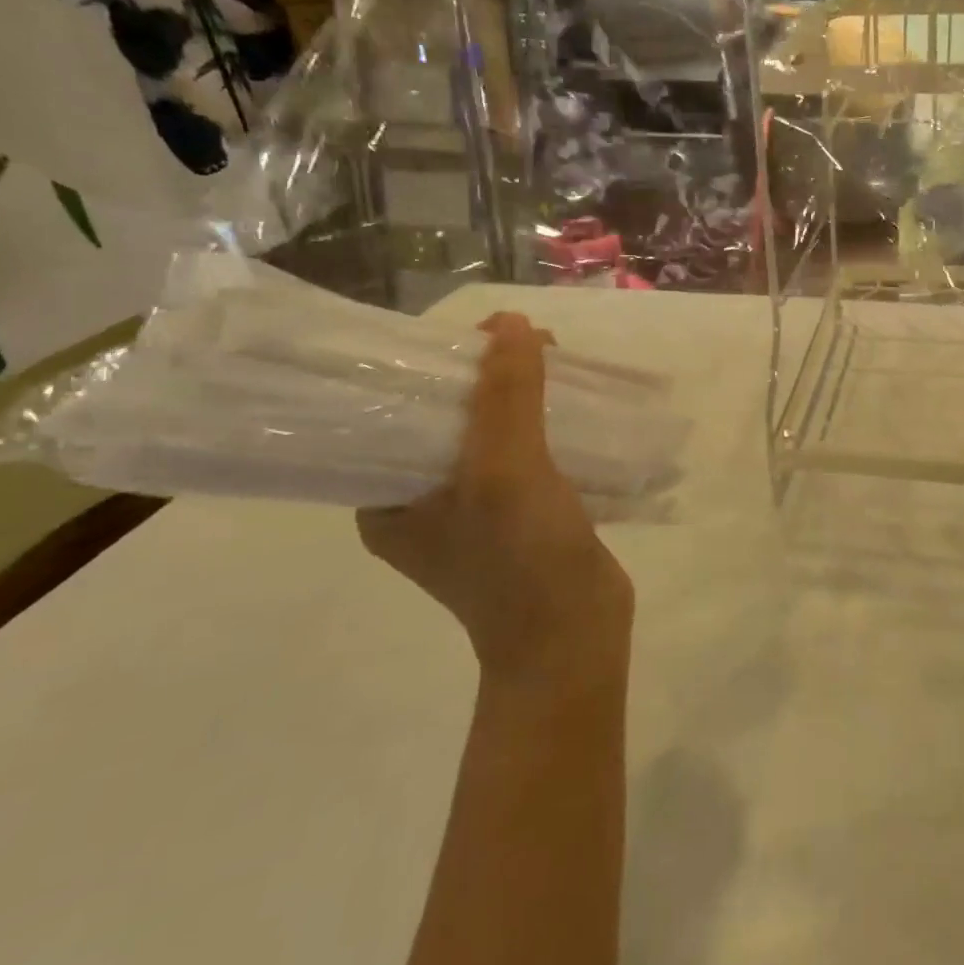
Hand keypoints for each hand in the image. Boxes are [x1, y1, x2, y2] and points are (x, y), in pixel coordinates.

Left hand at [358, 313, 632, 686]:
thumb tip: (511, 324)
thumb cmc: (522, 561)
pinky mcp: (518, 513)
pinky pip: (526, 451)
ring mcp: (473, 508)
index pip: (397, 409)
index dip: (436, 364)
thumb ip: (507, 394)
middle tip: (532, 344)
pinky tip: (573, 403)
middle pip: (450, 415)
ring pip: (494, 430)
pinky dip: (546, 422)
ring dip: (524, 396)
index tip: (482, 335)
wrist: (576, 639)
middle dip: (489, 375)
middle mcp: (421, 499)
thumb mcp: (506, 469)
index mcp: (387, 497)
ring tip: (557, 361)